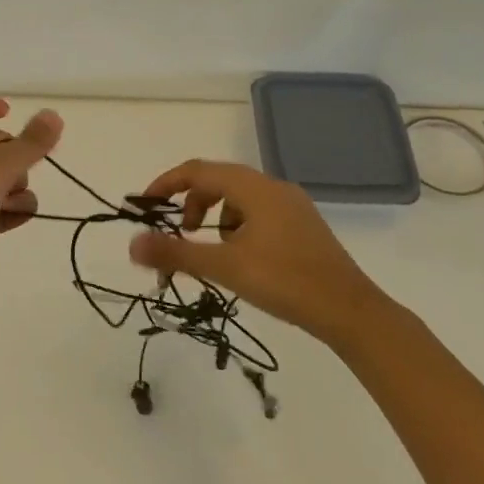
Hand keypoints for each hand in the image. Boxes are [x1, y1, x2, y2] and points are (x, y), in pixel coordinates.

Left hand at [0, 94, 62, 313]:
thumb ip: (29, 145)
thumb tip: (54, 116)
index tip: (10, 114)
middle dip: (15, 156)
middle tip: (23, 169)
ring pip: (3, 178)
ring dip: (17, 188)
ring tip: (12, 202)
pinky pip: (4, 208)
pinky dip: (14, 211)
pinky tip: (17, 218)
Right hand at [127, 160, 386, 343]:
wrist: (352, 312)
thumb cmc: (286, 282)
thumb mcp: (225, 267)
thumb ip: (175, 253)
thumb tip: (131, 245)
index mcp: (254, 188)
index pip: (198, 170)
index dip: (166, 184)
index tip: (145, 206)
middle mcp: (273, 187)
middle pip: (218, 181)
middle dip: (190, 204)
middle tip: (179, 234)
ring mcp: (292, 206)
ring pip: (239, 199)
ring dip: (214, 217)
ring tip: (213, 252)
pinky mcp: (302, 226)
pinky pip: (258, 213)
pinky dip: (237, 226)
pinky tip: (243, 259)